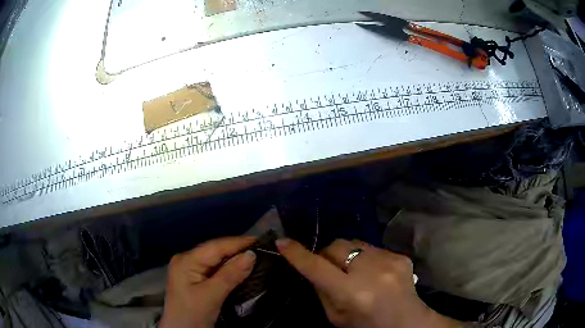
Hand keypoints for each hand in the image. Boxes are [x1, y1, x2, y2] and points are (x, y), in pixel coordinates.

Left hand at [160, 236, 256, 327]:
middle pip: (215, 251)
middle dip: (237, 250)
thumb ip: (230, 275)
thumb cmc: (192, 314)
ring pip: (215, 260)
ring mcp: (189, 270)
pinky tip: (239, 269)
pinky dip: (228, 269)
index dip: (238, 242)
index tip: (260, 241)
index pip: (215, 246)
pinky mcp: (194, 280)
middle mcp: (186, 260)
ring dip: (233, 259)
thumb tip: (251, 255)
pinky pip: (214, 269)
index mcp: (186, 260)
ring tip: (254, 256)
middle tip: (261, 249)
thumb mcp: (211, 296)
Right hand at [276, 238, 461, 327]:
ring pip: (355, 242)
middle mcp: (371, 272)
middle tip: (330, 268)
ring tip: (355, 271)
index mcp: (352, 293)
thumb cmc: (366, 325)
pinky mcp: (400, 256)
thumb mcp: (335, 317)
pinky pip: (373, 248)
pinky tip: (373, 273)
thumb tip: (312, 266)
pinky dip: (366, 258)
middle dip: (328, 254)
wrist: (407, 322)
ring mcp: (389, 261)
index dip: (297, 254)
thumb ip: (322, 291)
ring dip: (348, 255)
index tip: (282, 241)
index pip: (317, 268)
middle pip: (337, 246)